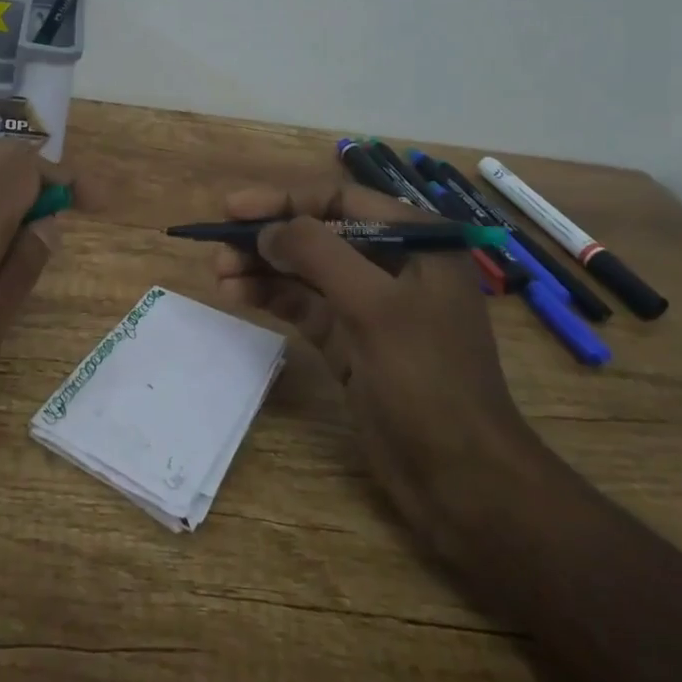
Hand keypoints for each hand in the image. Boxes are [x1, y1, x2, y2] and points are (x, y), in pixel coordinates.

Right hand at [214, 182, 541, 556]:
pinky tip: (237, 295)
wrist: (462, 481)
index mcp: (416, 242)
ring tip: (218, 273)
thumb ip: (317, 253)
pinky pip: (304, 306)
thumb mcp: (374, 306)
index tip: (235, 208)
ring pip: (306, 272)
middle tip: (218, 245)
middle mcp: (393, 265)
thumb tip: (267, 230)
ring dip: (262, 268)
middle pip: (318, 234)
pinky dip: (272, 297)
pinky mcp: (351, 341)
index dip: (285, 200)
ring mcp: (370, 306)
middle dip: (269, 237)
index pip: (340, 200)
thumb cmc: (427, 380)